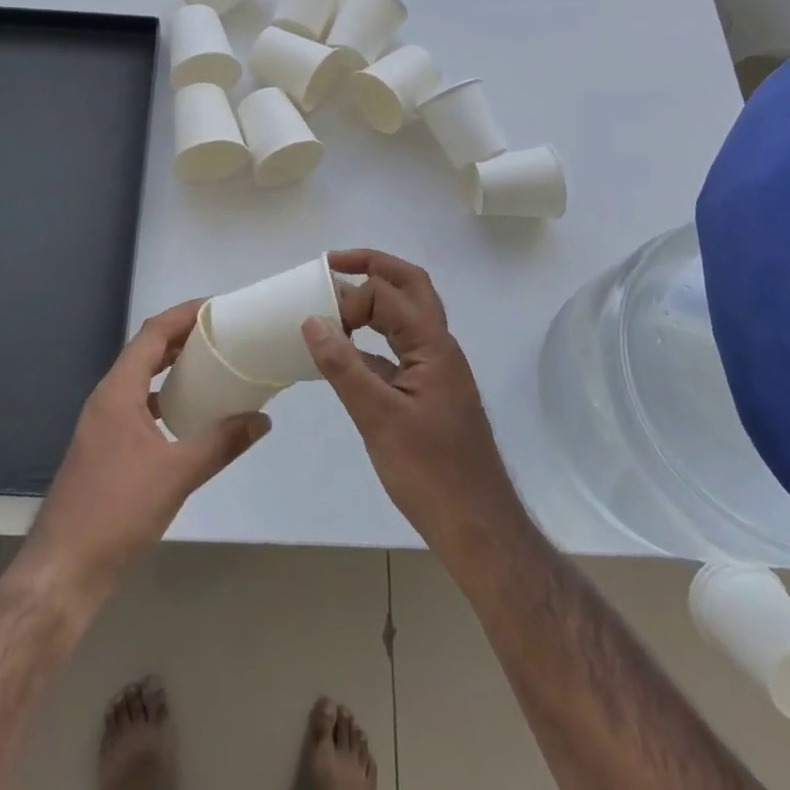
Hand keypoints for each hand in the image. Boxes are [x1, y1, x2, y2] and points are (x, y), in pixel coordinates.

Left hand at [24, 299, 270, 604]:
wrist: (63, 570)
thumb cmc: (117, 511)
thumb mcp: (177, 474)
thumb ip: (222, 442)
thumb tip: (263, 419)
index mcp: (118, 391)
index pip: (152, 334)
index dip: (183, 315)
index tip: (217, 307)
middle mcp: (106, 399)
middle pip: (145, 352)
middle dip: (181, 337)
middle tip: (222, 333)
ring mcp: (101, 425)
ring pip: (140, 380)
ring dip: (171, 368)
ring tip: (211, 367)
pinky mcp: (103, 449)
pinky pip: (137, 406)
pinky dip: (163, 399)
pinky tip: (187, 416)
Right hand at [302, 250, 527, 566]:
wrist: (478, 527)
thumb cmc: (431, 473)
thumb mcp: (379, 418)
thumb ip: (344, 367)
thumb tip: (311, 320)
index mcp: (433, 346)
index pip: (388, 295)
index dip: (352, 298)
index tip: (319, 322)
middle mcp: (439, 347)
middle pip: (410, 286)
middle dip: (373, 267)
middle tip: (333, 263)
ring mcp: (437, 369)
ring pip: (407, 315)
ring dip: (375, 299)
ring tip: (336, 299)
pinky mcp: (429, 391)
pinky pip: (400, 348)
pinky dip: (374, 338)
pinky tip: (347, 353)